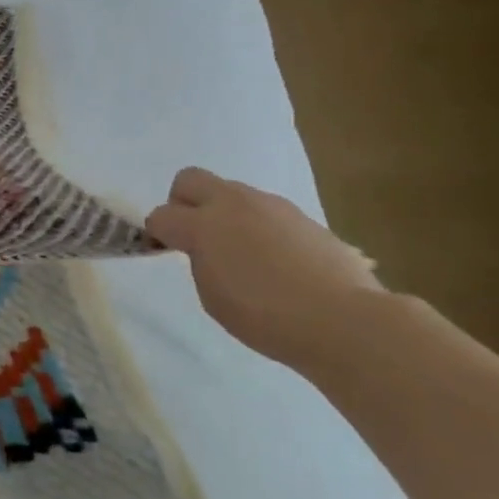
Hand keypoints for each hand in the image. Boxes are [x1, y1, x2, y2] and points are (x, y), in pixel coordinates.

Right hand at [146, 167, 381, 369]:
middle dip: (182, 202)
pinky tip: (273, 260)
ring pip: (231, 193)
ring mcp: (271, 205)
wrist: (342, 319)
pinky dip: (257, 226)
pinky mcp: (302, 215)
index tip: (163, 251)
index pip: (161, 215)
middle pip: (190, 179)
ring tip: (239, 253)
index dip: (156, 233)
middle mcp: (234, 204)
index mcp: (203, 225)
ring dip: (224, 214)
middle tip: (193, 236)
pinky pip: (264, 211)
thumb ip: (200, 261)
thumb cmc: (264, 316)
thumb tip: (207, 249)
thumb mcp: (212, 296)